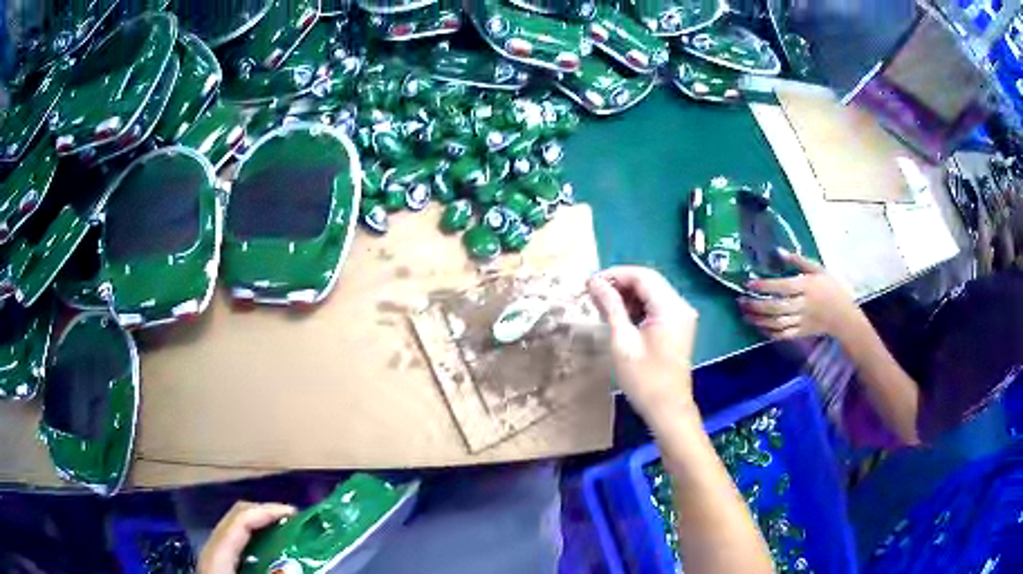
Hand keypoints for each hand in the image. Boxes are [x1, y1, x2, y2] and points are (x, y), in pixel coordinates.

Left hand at [198, 502, 296, 573]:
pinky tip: (269, 551)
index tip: (296, 515)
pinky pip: (236, 541)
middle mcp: (212, 547)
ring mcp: (213, 555)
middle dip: (265, 514)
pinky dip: (254, 538)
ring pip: (235, 527)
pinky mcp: (217, 564)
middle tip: (294, 523)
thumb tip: (292, 570)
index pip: (240, 519)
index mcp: (218, 553)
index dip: (267, 511)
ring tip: (286, 534)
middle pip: (236, 516)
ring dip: (260, 525)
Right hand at [587, 266, 697, 419]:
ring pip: (652, 293)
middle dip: (620, 283)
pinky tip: (620, 316)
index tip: (591, 283)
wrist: (668, 409)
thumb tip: (595, 282)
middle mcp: (681, 306)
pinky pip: (657, 306)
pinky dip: (638, 307)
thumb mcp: (622, 342)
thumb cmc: (644, 379)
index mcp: (670, 307)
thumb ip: (611, 307)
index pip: (642, 276)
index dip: (615, 274)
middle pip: (649, 281)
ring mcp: (682, 316)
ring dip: (628, 295)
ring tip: (602, 305)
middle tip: (593, 293)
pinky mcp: (678, 327)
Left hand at [739, 250, 862, 340]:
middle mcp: (803, 305)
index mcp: (807, 287)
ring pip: (777, 323)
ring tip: (744, 314)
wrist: (843, 317)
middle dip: (756, 305)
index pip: (783, 287)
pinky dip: (769, 332)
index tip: (749, 284)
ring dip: (759, 320)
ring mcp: (802, 321)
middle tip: (740, 301)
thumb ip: (799, 261)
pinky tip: (758, 327)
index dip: (765, 286)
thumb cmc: (831, 288)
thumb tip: (778, 251)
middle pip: (777, 307)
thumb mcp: (818, 270)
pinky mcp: (801, 334)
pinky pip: (783, 335)